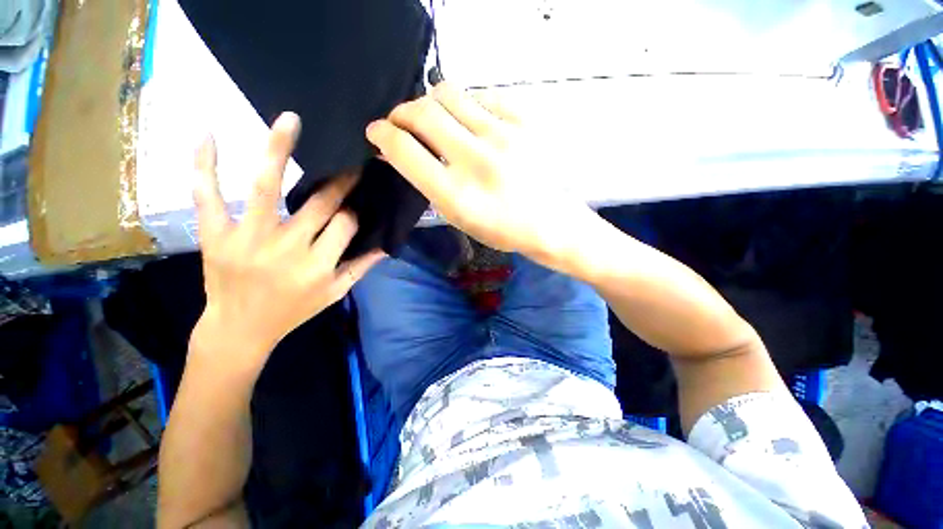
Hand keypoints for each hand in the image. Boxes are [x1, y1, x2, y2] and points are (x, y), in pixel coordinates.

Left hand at [191, 112, 384, 373]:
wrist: (239, 330)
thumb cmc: (293, 312)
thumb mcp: (335, 294)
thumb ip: (361, 267)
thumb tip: (385, 244)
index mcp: (319, 266)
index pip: (346, 225)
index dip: (354, 212)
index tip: (356, 204)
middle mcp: (287, 249)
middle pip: (319, 204)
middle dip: (339, 182)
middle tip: (349, 164)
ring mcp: (248, 240)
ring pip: (265, 188)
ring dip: (278, 150)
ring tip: (290, 120)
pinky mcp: (215, 237)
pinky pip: (207, 196)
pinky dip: (205, 165)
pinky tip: (209, 135)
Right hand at [366, 83, 598, 267]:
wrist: (551, 222)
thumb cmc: (502, 229)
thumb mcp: (459, 218)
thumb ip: (428, 183)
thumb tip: (402, 150)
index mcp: (456, 195)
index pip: (403, 149)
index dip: (382, 134)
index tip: (377, 131)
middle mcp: (476, 161)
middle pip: (421, 111)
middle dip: (401, 112)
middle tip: (402, 122)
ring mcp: (503, 136)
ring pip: (448, 93)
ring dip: (432, 103)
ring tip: (438, 120)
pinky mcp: (524, 121)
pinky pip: (482, 95)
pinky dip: (468, 106)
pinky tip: (473, 123)